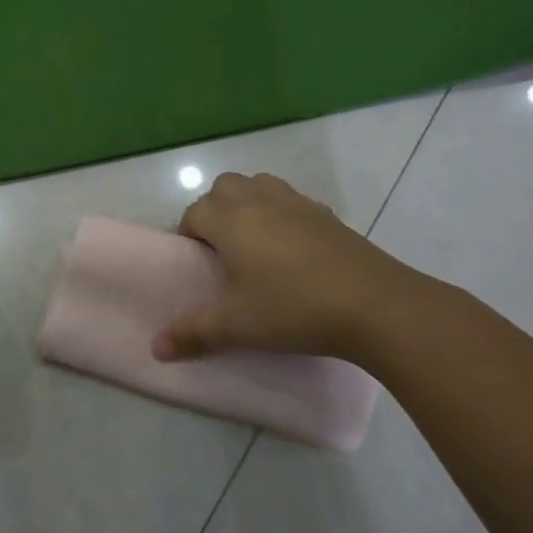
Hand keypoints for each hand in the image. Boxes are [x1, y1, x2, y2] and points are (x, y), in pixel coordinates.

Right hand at [153, 172, 425, 361]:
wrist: (377, 306)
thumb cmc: (294, 309)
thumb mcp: (237, 327)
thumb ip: (193, 334)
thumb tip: (156, 348)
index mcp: (231, 222)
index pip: (195, 212)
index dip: (189, 233)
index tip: (198, 263)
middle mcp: (260, 202)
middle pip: (225, 186)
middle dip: (215, 209)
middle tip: (222, 248)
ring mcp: (298, 204)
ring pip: (260, 184)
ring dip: (248, 202)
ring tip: (254, 241)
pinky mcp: (328, 215)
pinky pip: (292, 200)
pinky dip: (282, 213)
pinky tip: (293, 249)